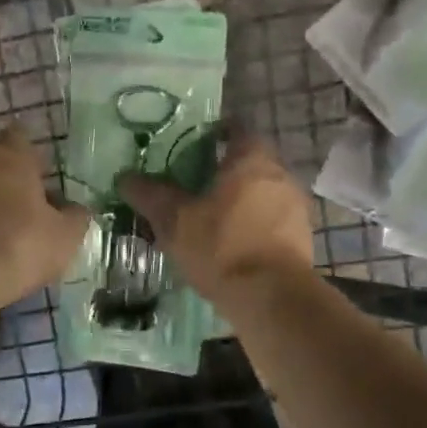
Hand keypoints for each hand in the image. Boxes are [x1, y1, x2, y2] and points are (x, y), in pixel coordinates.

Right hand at [117, 134, 313, 303]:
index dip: (214, 133)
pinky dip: (252, 226)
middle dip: (223, 171)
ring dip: (239, 201)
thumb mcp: (175, 220)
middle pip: (249, 163)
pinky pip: (271, 222)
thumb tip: (125, 178)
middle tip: (192, 184)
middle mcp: (280, 175)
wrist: (272, 298)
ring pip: (261, 194)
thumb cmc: (222, 246)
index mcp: (251, 160)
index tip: (192, 144)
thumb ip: (151, 195)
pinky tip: (230, 245)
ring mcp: (296, 208)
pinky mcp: (301, 239)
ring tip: (209, 218)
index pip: (236, 130)